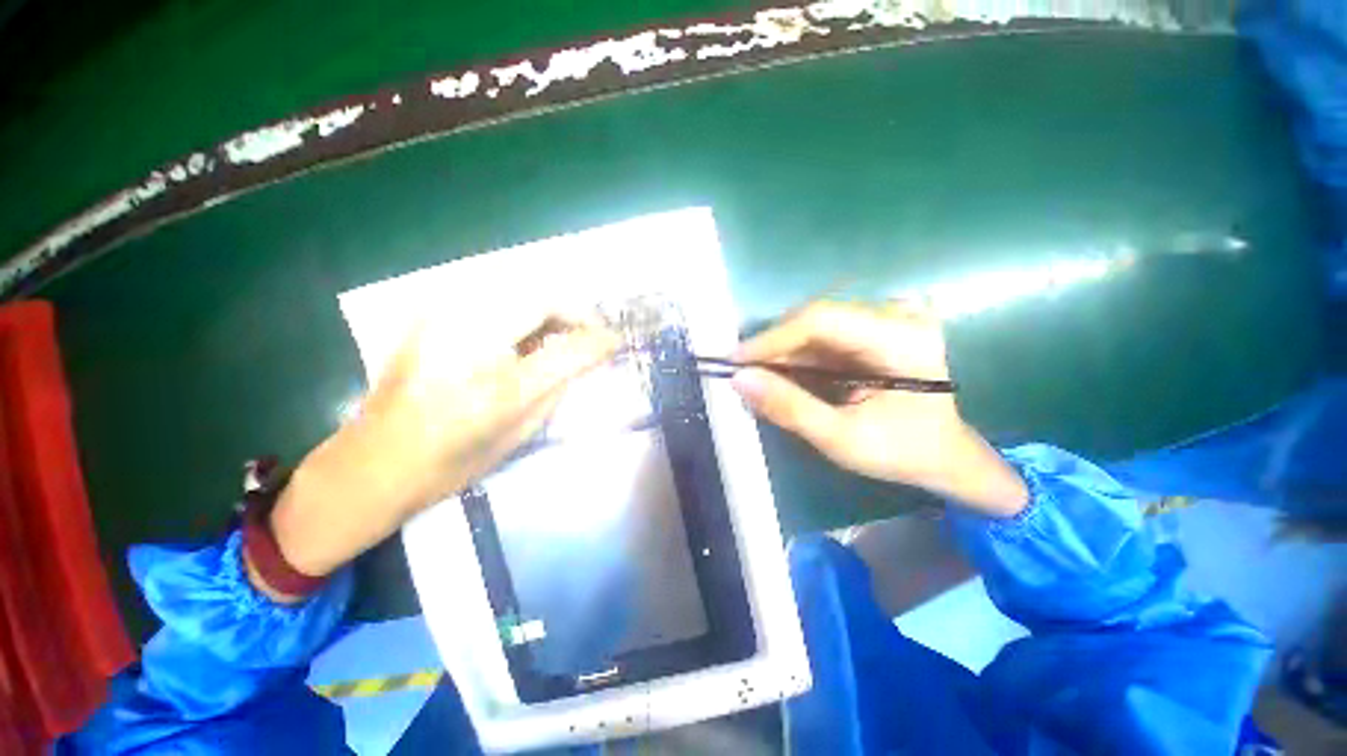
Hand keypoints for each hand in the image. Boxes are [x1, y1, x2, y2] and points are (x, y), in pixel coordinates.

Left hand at [265, 316, 619, 585]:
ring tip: (556, 336)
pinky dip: (518, 310)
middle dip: (572, 311)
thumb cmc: (453, 462)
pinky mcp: (427, 314)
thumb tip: (590, 353)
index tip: (615, 340)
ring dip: (546, 309)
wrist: (372, 464)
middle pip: (539, 297)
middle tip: (587, 333)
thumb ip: (560, 386)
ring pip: (515, 290)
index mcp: (493, 390)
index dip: (597, 338)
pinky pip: (491, 297)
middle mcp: (465, 342)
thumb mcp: (519, 432)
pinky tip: (519, 335)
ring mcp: (439, 320)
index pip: (565, 348)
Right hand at [731, 301, 1026, 516]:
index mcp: (900, 339)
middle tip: (742, 374)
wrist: (945, 456)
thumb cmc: (902, 452)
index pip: (820, 319)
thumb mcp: (842, 439)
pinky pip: (824, 336)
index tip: (735, 361)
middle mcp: (895, 316)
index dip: (772, 338)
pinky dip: (797, 355)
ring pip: (814, 325)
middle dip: (774, 346)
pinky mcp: (876, 329)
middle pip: (815, 317)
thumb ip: (790, 408)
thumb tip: (739, 379)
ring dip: (782, 352)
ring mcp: (887, 319)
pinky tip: (782, 375)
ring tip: (757, 378)